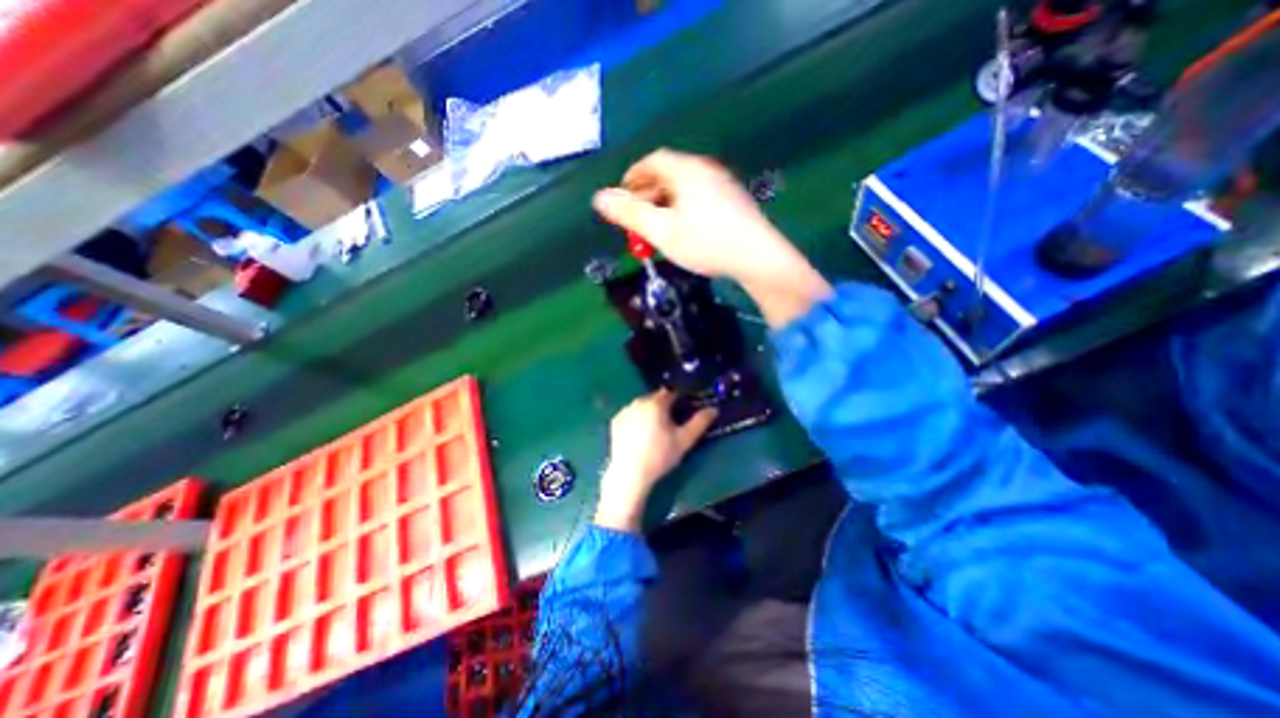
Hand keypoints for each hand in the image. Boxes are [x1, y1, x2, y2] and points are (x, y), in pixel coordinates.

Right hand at [590, 149, 829, 328]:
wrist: (758, 258)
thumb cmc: (706, 243)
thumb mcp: (662, 231)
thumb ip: (631, 214)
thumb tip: (599, 198)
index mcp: (687, 171)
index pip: (653, 161)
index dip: (634, 175)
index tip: (622, 194)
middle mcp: (706, 170)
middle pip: (669, 174)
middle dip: (648, 194)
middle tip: (637, 217)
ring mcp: (724, 185)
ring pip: (685, 188)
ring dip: (665, 204)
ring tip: (657, 228)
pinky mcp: (734, 203)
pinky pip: (700, 198)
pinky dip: (683, 209)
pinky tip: (684, 231)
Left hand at [591, 387, 715, 531]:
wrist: (630, 473)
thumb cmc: (660, 455)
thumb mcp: (685, 440)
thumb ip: (700, 422)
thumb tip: (713, 409)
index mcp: (656, 402)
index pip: (671, 393)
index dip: (680, 400)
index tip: (684, 411)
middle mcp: (638, 401)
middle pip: (656, 398)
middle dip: (665, 406)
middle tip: (672, 424)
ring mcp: (625, 411)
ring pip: (643, 405)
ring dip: (651, 412)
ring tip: (656, 431)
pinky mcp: (616, 422)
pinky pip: (631, 414)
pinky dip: (637, 419)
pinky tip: (641, 435)